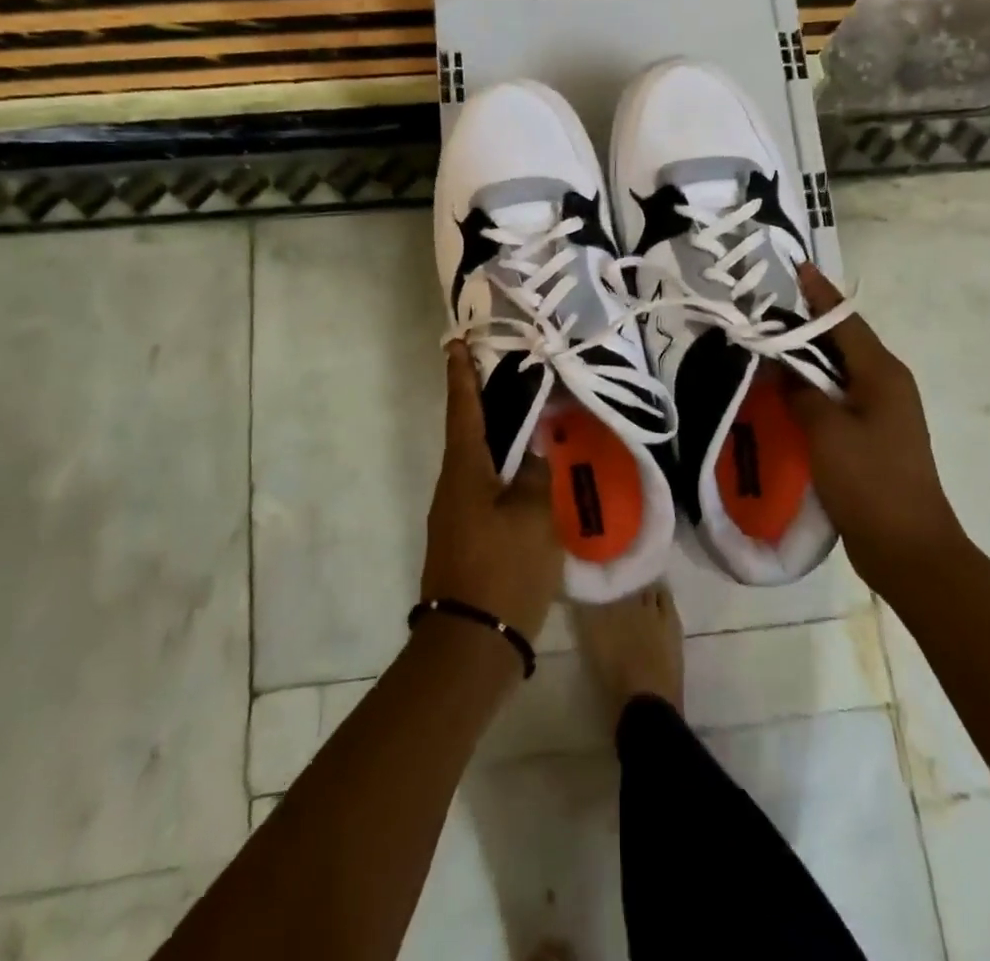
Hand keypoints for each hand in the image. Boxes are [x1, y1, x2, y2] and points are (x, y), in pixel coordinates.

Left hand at [420, 342, 562, 642]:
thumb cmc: (503, 570)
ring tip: (529, 421)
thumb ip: (536, 475)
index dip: (462, 375)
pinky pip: (486, 491)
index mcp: (464, 471)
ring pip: (479, 463)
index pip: (464, 409)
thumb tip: (532, 454)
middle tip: (509, 374)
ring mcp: (456, 516)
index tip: (456, 343)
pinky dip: (504, 472)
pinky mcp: (467, 540)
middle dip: (485, 402)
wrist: (471, 646)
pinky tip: (530, 477)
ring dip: (498, 439)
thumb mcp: (532, 516)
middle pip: (469, 433)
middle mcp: (453, 486)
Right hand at [787, 265, 963, 591]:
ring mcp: (881, 412)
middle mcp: (885, 384)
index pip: (844, 320)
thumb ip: (800, 391)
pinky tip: (783, 393)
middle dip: (805, 324)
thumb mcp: (827, 431)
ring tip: (766, 345)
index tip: (796, 266)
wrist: (907, 548)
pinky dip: (811, 389)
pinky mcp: (871, 437)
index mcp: (882, 373)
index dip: (819, 294)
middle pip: (842, 342)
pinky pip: (836, 398)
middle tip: (764, 310)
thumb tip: (780, 366)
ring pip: (838, 371)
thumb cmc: (870, 481)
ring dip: (806, 358)